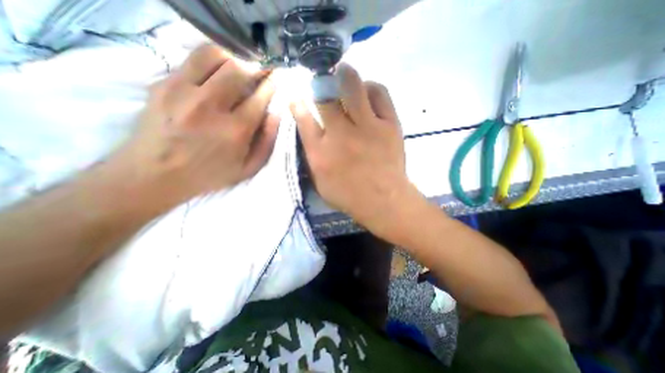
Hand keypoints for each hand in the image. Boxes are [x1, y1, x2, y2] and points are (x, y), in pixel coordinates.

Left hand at [110, 44, 276, 209]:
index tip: (278, 77)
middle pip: (238, 69)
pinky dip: (210, 62)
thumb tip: (276, 114)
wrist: (154, 175)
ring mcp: (182, 91)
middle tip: (259, 72)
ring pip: (213, 54)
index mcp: (235, 130)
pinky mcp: (162, 84)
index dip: (272, 83)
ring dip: (232, 58)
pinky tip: (215, 75)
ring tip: (238, 69)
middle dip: (255, 67)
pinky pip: (191, 60)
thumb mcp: (248, 168)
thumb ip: (267, 142)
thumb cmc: (209, 174)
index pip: (260, 96)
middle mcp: (210, 106)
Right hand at [292, 63, 419, 233]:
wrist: (384, 201)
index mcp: (321, 152)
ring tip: (343, 72)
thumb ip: (313, 158)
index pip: (303, 119)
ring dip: (345, 75)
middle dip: (320, 83)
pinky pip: (380, 94)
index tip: (296, 95)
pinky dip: (371, 88)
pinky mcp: (389, 124)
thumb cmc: (350, 196)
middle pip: (325, 97)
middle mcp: (340, 134)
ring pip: (352, 87)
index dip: (298, 103)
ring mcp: (367, 127)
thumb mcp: (321, 183)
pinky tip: (367, 91)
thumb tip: (310, 134)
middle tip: (321, 78)